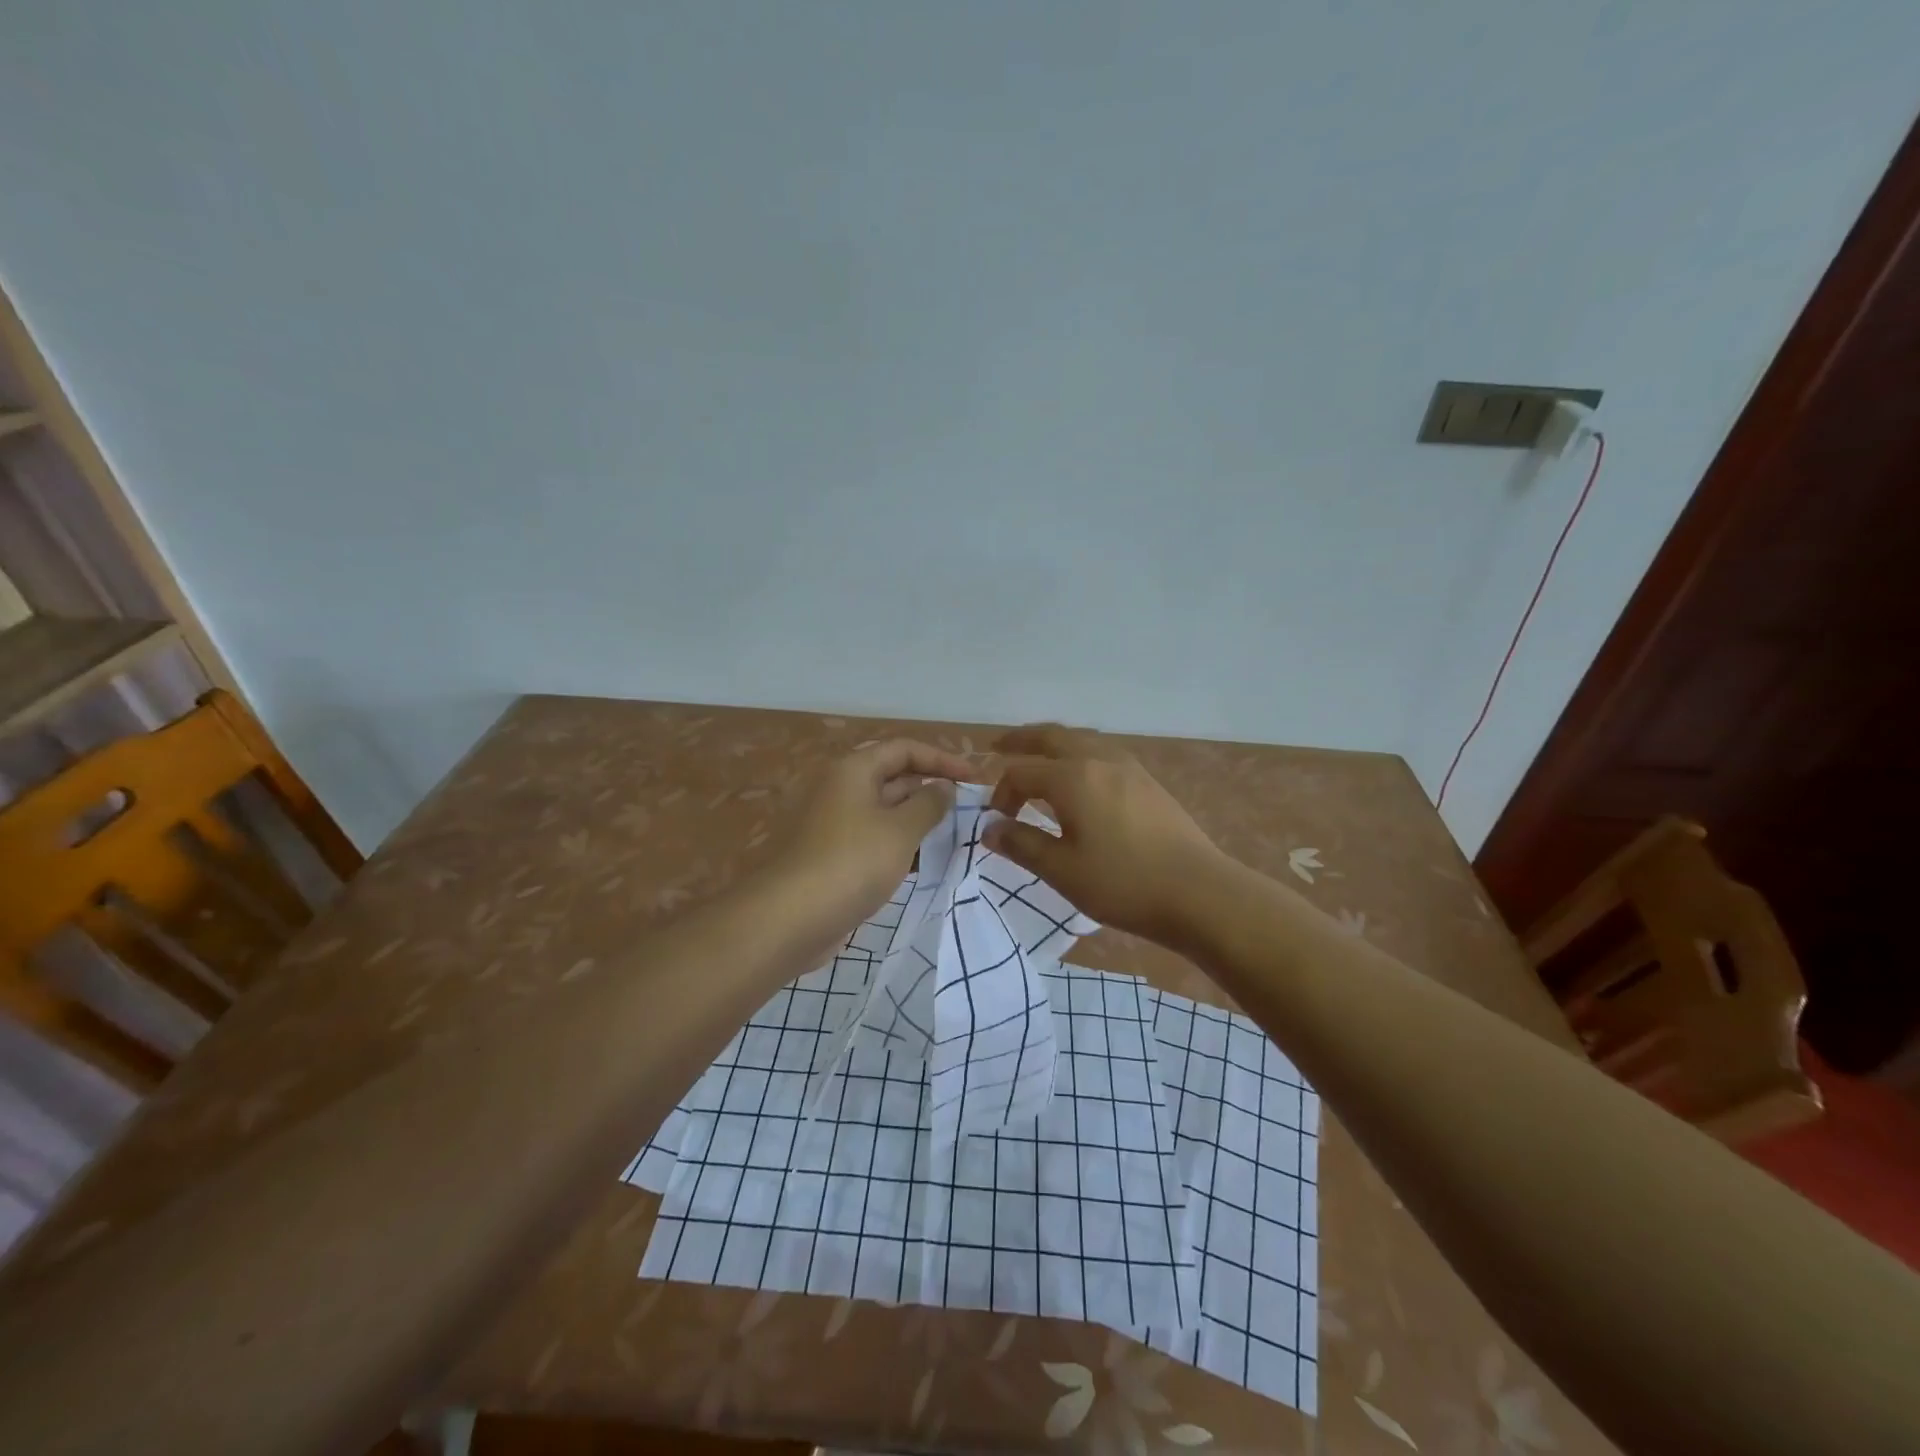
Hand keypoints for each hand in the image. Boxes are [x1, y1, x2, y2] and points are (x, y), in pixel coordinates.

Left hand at [771, 738, 975, 932]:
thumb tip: (944, 788)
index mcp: (853, 770)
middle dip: (931, 790)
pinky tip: (922, 862)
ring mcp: (831, 823)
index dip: (943, 760)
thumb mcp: (900, 830)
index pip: (905, 749)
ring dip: (917, 820)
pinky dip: (897, 843)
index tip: (975, 780)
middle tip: (968, 810)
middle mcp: (839, 789)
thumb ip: (929, 804)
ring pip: (883, 811)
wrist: (788, 919)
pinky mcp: (829, 855)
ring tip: (953, 835)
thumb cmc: (851, 863)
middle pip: (893, 777)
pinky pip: (871, 838)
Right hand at [985, 724, 1230, 947]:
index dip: (1002, 794)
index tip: (996, 822)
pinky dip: (1079, 754)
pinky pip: (1103, 753)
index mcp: (1072, 777)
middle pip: (1052, 737)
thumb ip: (1021, 844)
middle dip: (1022, 741)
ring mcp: (1129, 768)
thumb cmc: (1122, 882)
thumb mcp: (1062, 870)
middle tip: (998, 747)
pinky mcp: (1148, 782)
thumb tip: (989, 828)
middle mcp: (1099, 760)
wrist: (1198, 892)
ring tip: (1038, 757)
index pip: (1021, 773)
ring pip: (1082, 740)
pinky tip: (1082, 777)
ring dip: (1053, 744)